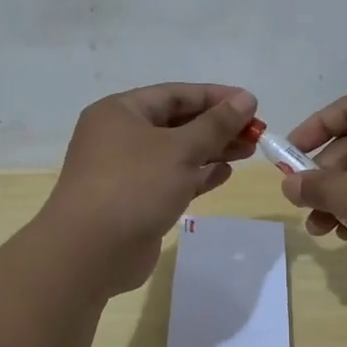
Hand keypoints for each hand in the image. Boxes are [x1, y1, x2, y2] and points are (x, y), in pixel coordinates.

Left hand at [38, 83, 259, 295]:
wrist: (90, 253)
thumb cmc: (134, 186)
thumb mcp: (180, 149)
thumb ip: (216, 124)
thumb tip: (246, 98)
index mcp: (120, 112)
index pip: (175, 94)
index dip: (215, 97)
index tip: (251, 103)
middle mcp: (120, 136)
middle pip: (177, 123)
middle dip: (217, 126)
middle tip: (255, 132)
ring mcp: (126, 170)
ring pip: (176, 152)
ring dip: (212, 150)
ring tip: (249, 151)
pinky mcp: (135, 200)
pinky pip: (171, 179)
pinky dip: (197, 175)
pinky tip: (224, 174)